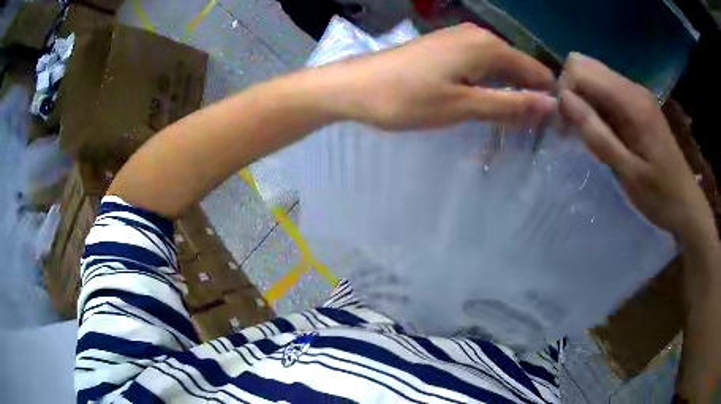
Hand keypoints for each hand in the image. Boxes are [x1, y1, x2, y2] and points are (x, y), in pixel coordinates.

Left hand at [320, 23, 556, 129]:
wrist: (355, 87)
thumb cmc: (407, 99)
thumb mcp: (463, 106)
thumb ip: (510, 105)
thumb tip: (551, 106)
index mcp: (489, 46)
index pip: (536, 71)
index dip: (546, 99)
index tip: (550, 129)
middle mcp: (479, 36)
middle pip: (519, 69)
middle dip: (526, 98)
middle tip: (529, 135)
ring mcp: (460, 40)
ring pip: (499, 70)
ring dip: (507, 96)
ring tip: (511, 128)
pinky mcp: (446, 49)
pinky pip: (480, 67)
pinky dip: (488, 88)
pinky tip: (486, 107)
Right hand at [558, 53, 713, 243]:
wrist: (685, 203)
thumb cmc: (660, 195)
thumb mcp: (628, 173)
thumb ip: (597, 135)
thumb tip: (564, 100)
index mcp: (632, 101)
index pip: (581, 70)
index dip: (566, 92)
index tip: (566, 127)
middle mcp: (632, 87)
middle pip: (584, 65)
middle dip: (571, 92)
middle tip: (573, 129)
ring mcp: (635, 93)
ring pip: (592, 76)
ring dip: (582, 100)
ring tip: (586, 133)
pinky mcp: (636, 102)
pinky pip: (604, 90)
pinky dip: (594, 106)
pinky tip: (601, 132)